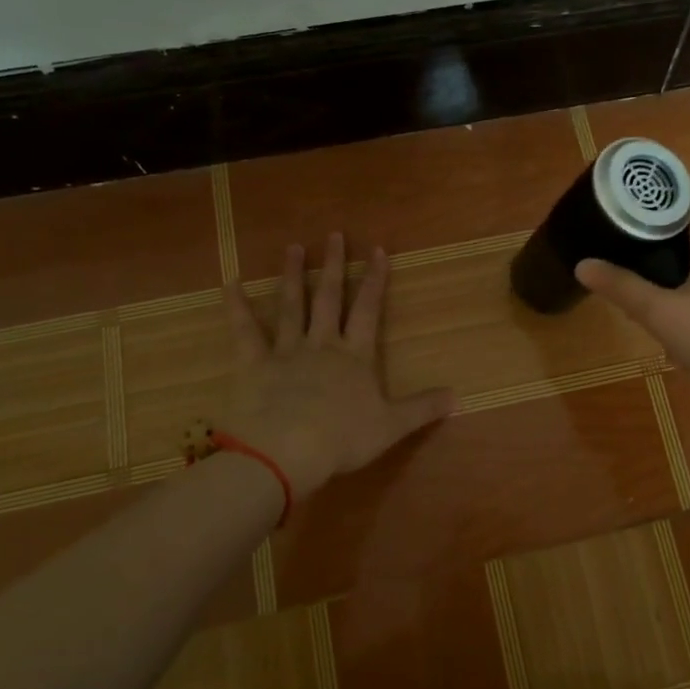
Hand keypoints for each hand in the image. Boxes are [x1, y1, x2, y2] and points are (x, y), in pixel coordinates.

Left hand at [218, 234, 455, 500]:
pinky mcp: (253, 365)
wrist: (286, 453)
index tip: (377, 250)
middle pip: (330, 298)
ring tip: (293, 248)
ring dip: (293, 276)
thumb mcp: (391, 427)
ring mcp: (286, 351)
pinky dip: (236, 307)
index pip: (369, 310)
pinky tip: (230, 283)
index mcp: (355, 357)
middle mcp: (322, 344)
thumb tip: (458, 396)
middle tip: (334, 235)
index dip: (375, 280)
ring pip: (291, 306)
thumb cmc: (342, 439)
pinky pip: (244, 331)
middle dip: (334, 266)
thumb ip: (423, 408)